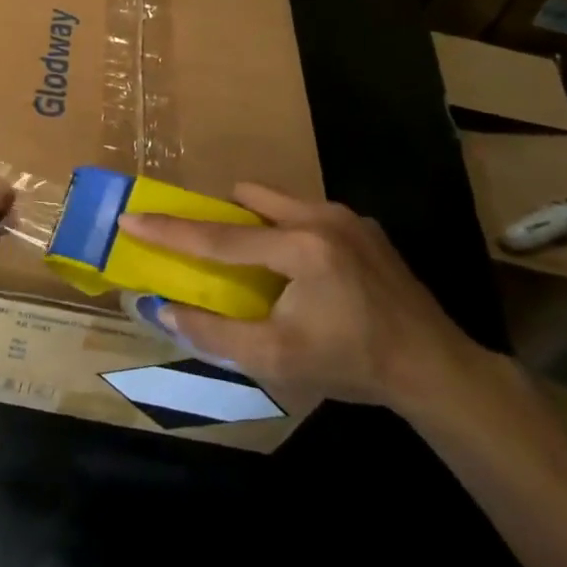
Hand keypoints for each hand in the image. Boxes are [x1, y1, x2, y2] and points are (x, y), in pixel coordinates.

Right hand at [118, 185, 478, 413]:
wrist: (435, 368)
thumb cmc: (352, 364)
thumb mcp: (277, 359)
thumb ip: (215, 333)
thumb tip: (165, 309)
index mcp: (301, 249)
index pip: (219, 236)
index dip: (169, 230)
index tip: (131, 218)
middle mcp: (322, 217)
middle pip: (247, 197)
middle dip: (221, 217)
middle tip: (212, 251)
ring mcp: (346, 216)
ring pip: (277, 200)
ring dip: (255, 224)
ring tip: (259, 268)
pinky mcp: (362, 224)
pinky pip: (304, 213)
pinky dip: (285, 231)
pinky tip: (301, 274)